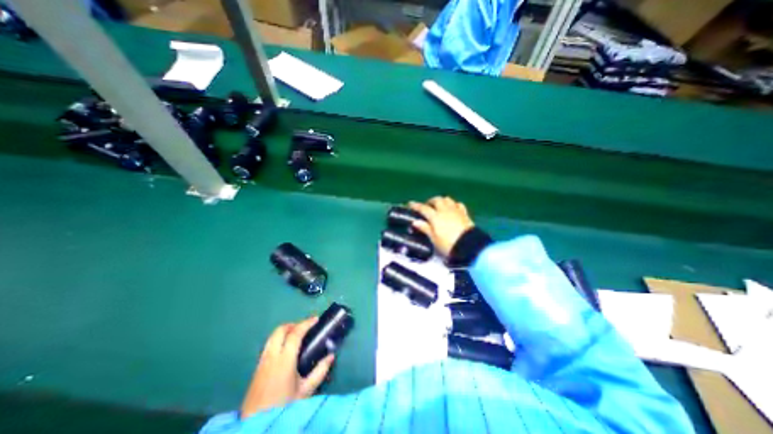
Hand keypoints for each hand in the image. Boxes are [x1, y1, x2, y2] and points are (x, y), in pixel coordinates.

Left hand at [241, 317, 334, 417]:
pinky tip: (284, 350)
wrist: (256, 428)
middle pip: (280, 330)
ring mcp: (261, 362)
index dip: (306, 323)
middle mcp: (271, 357)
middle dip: (293, 324)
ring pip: (272, 337)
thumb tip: (331, 356)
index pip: (295, 333)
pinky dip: (277, 341)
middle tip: (305, 327)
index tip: (316, 319)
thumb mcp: (305, 391)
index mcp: (284, 360)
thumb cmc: (284, 407)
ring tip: (296, 335)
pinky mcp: (256, 369)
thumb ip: (320, 372)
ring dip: (284, 331)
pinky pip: (267, 346)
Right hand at [406, 197, 474, 256]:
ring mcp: (455, 210)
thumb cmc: (448, 244)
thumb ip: (425, 228)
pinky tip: (452, 208)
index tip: (410, 204)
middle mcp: (445, 210)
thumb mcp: (434, 239)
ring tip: (439, 206)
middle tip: (427, 206)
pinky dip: (453, 204)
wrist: (468, 246)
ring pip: (447, 199)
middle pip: (436, 200)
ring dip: (442, 201)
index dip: (416, 206)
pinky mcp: (464, 213)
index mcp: (435, 216)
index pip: (423, 208)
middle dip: (430, 201)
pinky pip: (458, 204)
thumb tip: (415, 222)